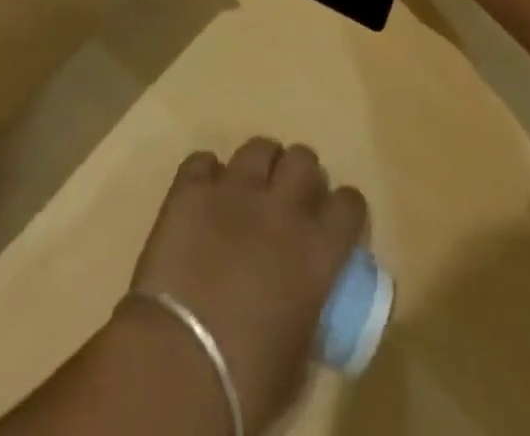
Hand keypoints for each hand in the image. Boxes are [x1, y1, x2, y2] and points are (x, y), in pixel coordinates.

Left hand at [130, 139, 364, 431]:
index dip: (345, 211)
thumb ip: (309, 318)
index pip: (349, 205)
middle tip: (290, 201)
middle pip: (303, 160)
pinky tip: (204, 195)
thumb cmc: (248, 381)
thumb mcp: (299, 359)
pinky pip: (203, 160)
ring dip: (260, 165)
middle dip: (301, 176)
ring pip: (258, 147)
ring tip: (250, 188)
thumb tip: (304, 309)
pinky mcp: (191, 188)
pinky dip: (207, 174)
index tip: (336, 224)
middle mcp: (280, 208)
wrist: (180, 359)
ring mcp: (233, 190)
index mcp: (317, 252)